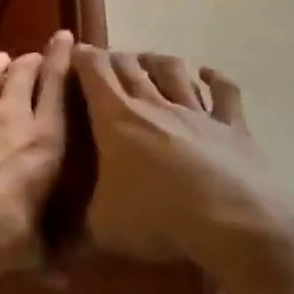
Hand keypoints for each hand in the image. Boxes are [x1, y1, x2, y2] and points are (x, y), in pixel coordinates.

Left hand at [0, 32, 73, 279]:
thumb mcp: (32, 252)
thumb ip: (50, 256)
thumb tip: (65, 281)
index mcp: (44, 143)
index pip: (59, 92)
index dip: (64, 62)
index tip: (67, 40)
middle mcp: (12, 119)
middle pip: (24, 75)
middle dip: (32, 61)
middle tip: (35, 57)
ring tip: (1, 57)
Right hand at [73, 45, 293, 281]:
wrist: (232, 223)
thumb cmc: (156, 217)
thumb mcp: (102, 227)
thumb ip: (80, 222)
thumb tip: (61, 240)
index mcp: (114, 117)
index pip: (93, 70)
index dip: (81, 56)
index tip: (73, 52)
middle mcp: (152, 104)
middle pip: (130, 65)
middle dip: (114, 58)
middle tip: (106, 63)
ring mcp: (195, 112)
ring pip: (172, 70)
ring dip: (157, 60)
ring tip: (148, 61)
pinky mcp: (232, 126)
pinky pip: (224, 91)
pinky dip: (214, 78)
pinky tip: (206, 74)